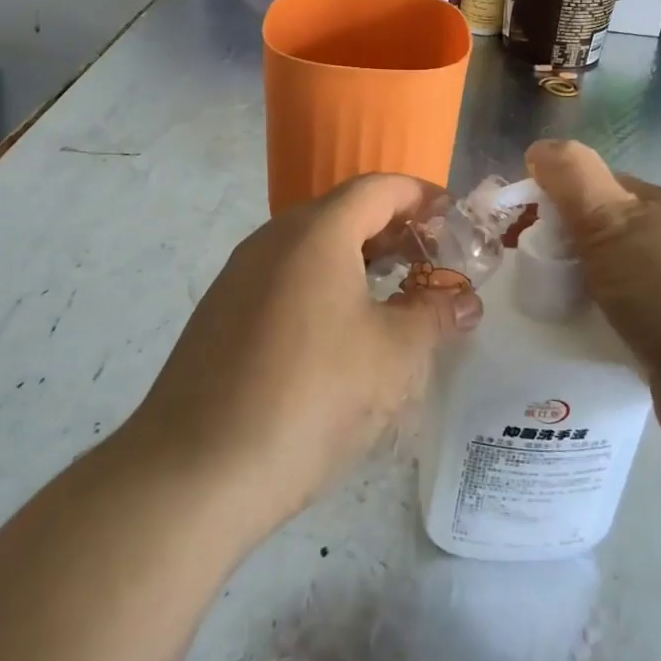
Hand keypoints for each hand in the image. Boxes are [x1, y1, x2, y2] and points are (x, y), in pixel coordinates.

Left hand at [124, 175, 480, 544]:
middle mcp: (273, 238)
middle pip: (344, 212)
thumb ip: (435, 315)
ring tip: (396, 296)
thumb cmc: (311, 398)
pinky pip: (286, 276)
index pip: (379, 188)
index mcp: (316, 232)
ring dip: (359, 259)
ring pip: (313, 246)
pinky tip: (342, 331)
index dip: (423, 197)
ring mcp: (240, 274)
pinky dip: (325, 284)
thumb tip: (465, 300)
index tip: (455, 221)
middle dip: (394, 230)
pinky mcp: (222, 311)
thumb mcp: (393, 356)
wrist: (195, 472)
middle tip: (433, 263)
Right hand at [526, 140, 660, 469]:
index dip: (552, 197)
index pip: (595, 186)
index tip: (514, 226)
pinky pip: (620, 323)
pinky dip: (594, 326)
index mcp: (660, 208)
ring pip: (608, 281)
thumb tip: (541, 146)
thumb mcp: (612, 222)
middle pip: (599, 234)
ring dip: (574, 291)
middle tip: (520, 273)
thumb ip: (573, 179)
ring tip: (538, 309)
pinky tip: (571, 341)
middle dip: (559, 248)